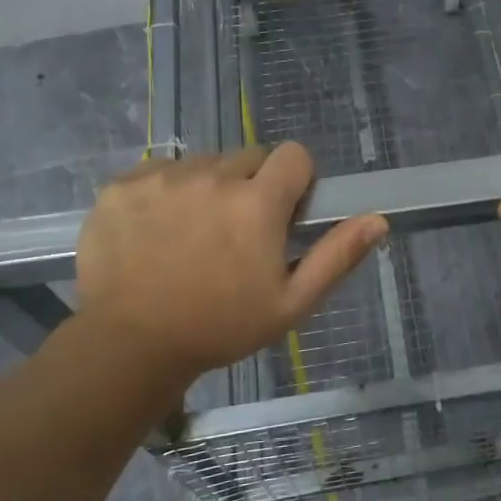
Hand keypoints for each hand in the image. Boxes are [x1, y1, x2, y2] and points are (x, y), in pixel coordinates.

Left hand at [75, 144, 386, 384]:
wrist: (130, 346)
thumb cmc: (221, 327)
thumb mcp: (291, 303)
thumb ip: (337, 256)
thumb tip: (379, 220)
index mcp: (257, 203)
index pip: (294, 155)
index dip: (296, 181)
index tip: (284, 214)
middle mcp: (211, 177)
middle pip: (248, 158)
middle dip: (252, 186)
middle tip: (237, 233)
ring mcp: (161, 178)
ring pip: (202, 164)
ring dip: (208, 188)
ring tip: (193, 235)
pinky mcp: (122, 186)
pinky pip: (158, 171)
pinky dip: (165, 192)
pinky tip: (157, 231)